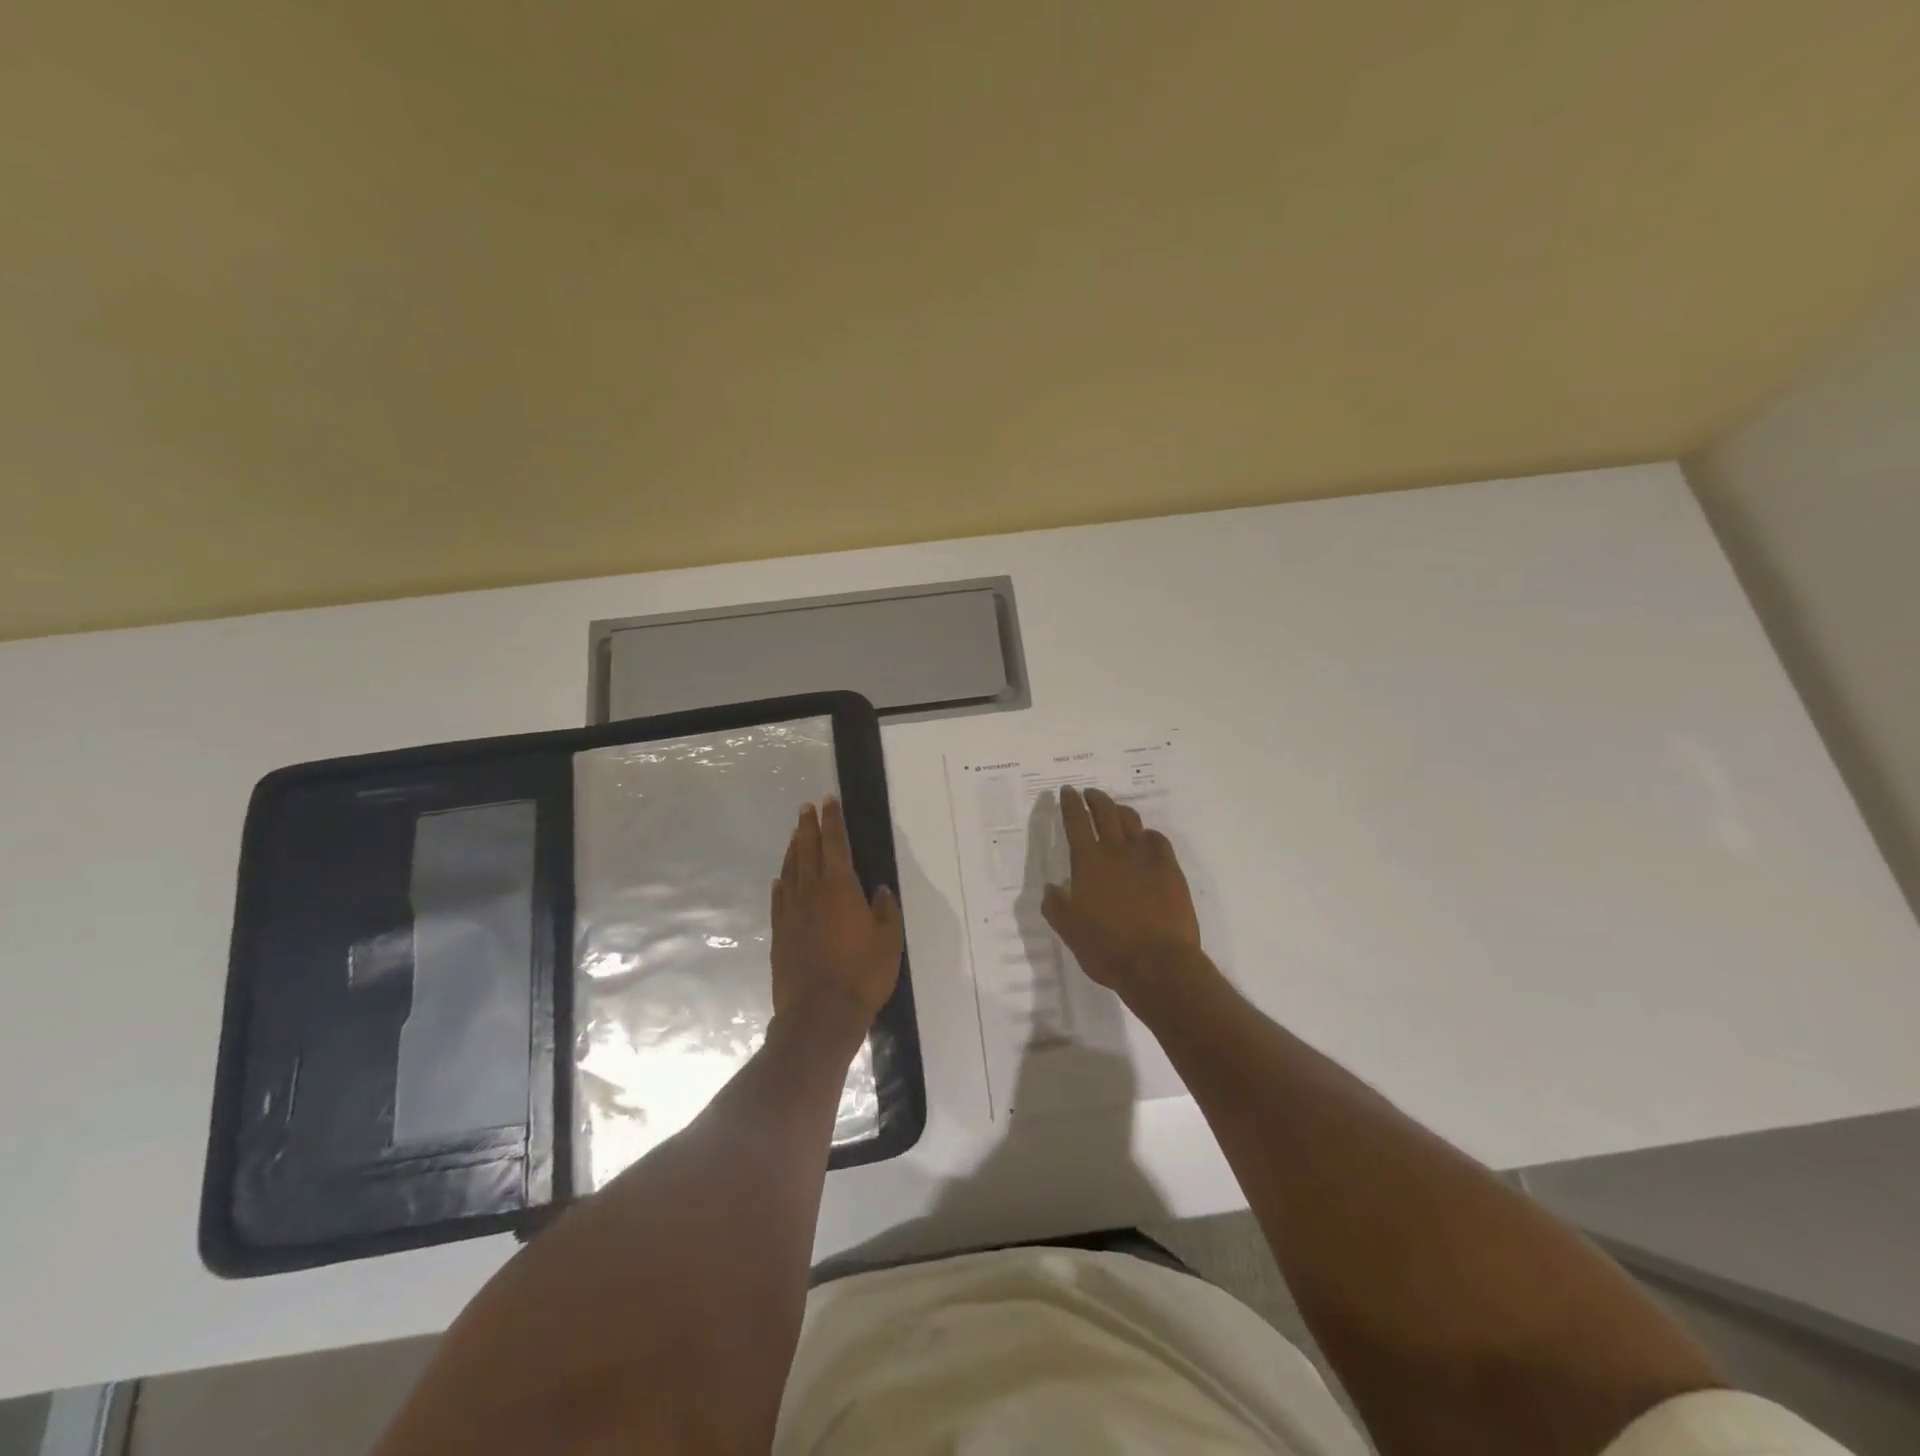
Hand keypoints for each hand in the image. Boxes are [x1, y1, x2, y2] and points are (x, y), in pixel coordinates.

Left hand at [770, 798, 902, 1036]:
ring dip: (793, 849)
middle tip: (806, 809)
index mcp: (840, 887)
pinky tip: (780, 878)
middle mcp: (812, 892)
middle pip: (807, 851)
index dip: (832, 821)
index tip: (828, 802)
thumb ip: (885, 910)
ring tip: (794, 835)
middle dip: (807, 827)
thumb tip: (879, 890)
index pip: (835, 844)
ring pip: (790, 871)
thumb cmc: (862, 974)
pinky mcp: (780, 934)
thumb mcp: (889, 940)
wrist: (819, 1015)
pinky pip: (779, 899)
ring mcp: (792, 913)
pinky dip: (781, 883)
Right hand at [1042, 785, 1201, 999]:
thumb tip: (1052, 888)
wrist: (1159, 963)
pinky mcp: (1170, 870)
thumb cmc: (1107, 949)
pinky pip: (1158, 840)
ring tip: (1115, 811)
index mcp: (1088, 862)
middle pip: (1105, 812)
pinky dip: (1148, 835)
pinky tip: (1146, 840)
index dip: (1070, 803)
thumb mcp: (1069, 932)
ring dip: (1120, 811)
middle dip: (1095, 798)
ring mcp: (1147, 858)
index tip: (1067, 791)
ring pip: (1132, 821)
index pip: (1075, 822)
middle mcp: (1116, 852)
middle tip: (1089, 794)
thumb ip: (1056, 906)